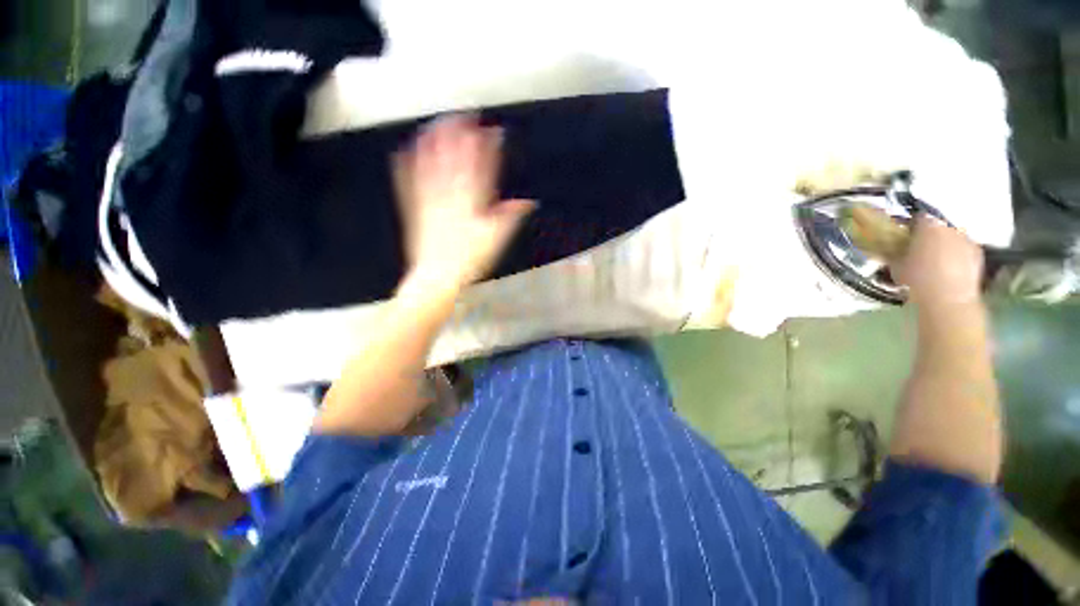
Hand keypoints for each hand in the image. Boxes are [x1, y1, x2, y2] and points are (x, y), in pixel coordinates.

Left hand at [393, 114, 535, 291]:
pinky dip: (407, 164)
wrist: (437, 276)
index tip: (492, 130)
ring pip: (431, 164)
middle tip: (462, 114)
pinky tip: (403, 150)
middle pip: (455, 158)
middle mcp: (450, 195)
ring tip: (435, 122)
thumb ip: (510, 217)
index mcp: (472, 203)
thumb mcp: (496, 240)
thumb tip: (527, 202)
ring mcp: (429, 199)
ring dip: (433, 141)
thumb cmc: (470, 259)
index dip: (487, 147)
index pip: (482, 168)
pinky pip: (409, 181)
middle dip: (459, 133)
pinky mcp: (414, 208)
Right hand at [892, 214, 984, 307]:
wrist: (948, 299)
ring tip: (935, 260)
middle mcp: (949, 227)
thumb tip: (890, 248)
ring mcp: (967, 239)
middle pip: (938, 226)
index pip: (918, 217)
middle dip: (929, 235)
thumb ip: (894, 252)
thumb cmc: (917, 279)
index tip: (903, 236)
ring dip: (944, 244)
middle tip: (919, 249)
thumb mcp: (896, 266)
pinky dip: (957, 255)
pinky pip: (964, 249)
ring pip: (952, 237)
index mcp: (928, 226)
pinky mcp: (978, 254)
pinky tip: (949, 268)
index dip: (910, 226)